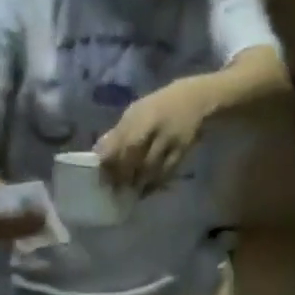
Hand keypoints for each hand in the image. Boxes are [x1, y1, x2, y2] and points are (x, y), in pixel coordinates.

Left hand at [95, 80, 212, 193]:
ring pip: (149, 167)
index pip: (121, 138)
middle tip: (112, 187)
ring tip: (126, 193)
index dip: (109, 157)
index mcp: (140, 114)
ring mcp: (170, 140)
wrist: (195, 101)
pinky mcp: (181, 152)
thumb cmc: (159, 107)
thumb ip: (119, 132)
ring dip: (136, 182)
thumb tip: (99, 153)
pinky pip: (165, 173)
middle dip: (120, 173)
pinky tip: (144, 192)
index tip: (99, 171)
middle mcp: (154, 126)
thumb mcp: (137, 111)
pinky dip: (153, 185)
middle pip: (133, 153)